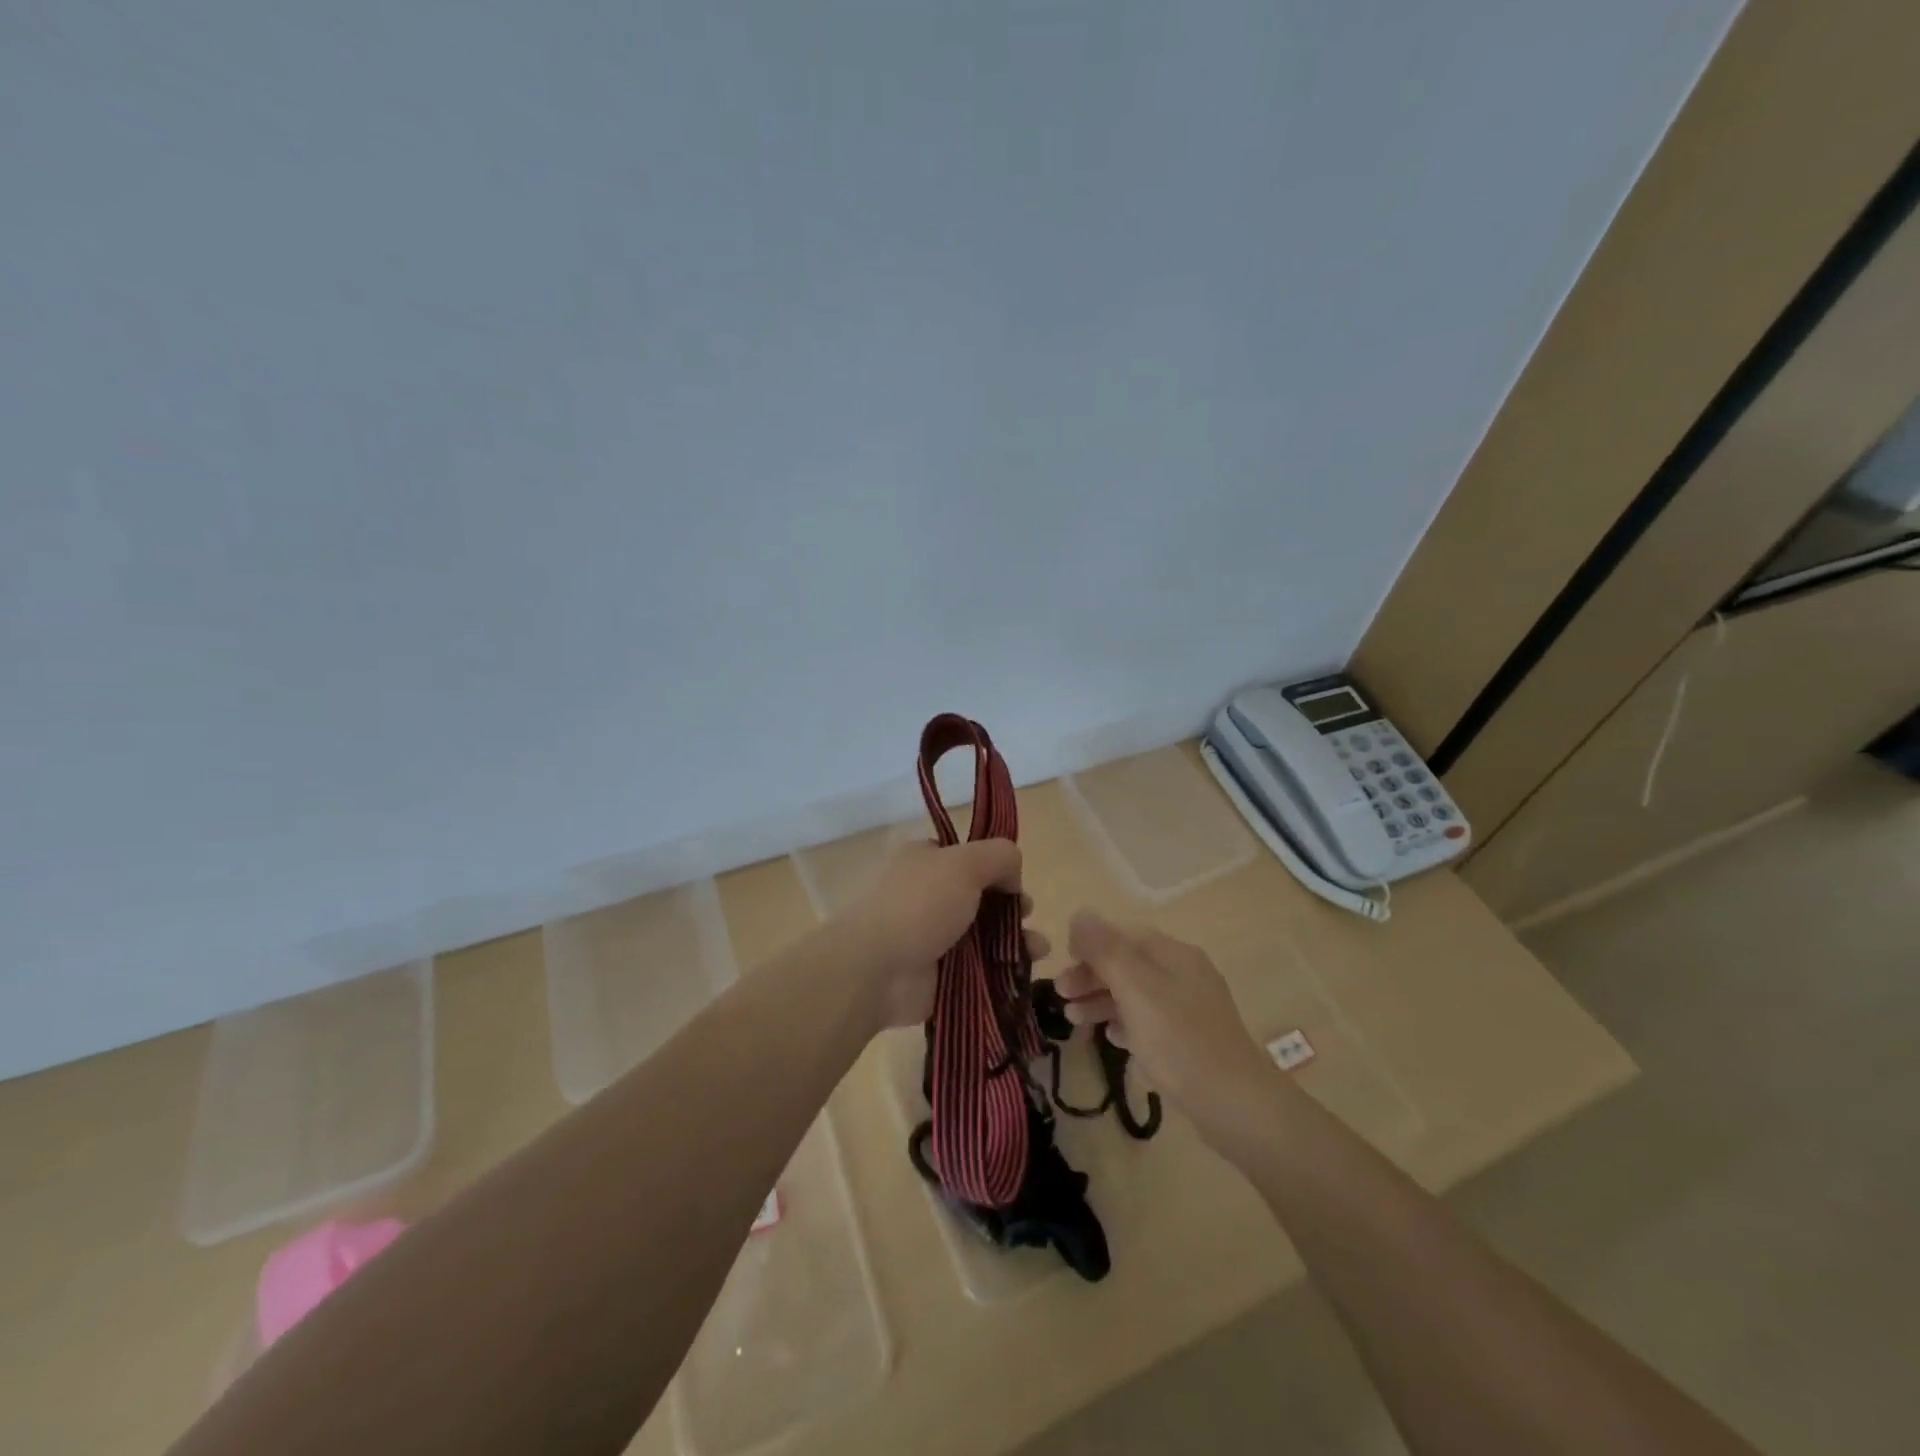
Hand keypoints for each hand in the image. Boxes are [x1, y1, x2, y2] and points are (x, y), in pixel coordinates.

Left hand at [835, 838, 1048, 1030]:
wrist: (876, 969)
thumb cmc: (919, 905)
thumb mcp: (965, 862)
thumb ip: (999, 856)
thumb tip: (1013, 875)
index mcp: (927, 860)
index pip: (968, 857)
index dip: (996, 867)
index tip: (1015, 881)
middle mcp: (929, 895)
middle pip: (982, 897)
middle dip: (1012, 905)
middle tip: (1027, 913)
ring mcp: (934, 937)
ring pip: (985, 934)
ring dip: (1016, 938)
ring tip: (1039, 948)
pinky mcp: (941, 975)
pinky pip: (980, 969)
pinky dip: (1004, 970)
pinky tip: (1026, 971)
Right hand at [1054, 913, 1282, 1149]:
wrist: (1235, 1104)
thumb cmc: (1179, 1040)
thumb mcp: (1135, 989)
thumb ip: (1105, 950)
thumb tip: (1081, 913)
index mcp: (1174, 954)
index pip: (1124, 935)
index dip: (1090, 945)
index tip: (1063, 964)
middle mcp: (1185, 973)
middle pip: (1128, 964)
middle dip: (1092, 976)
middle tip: (1061, 995)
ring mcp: (1191, 1008)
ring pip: (1136, 994)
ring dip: (1102, 1001)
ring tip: (1073, 1021)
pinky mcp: (1192, 1040)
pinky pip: (1150, 1022)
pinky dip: (1126, 1024)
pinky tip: (1111, 1038)